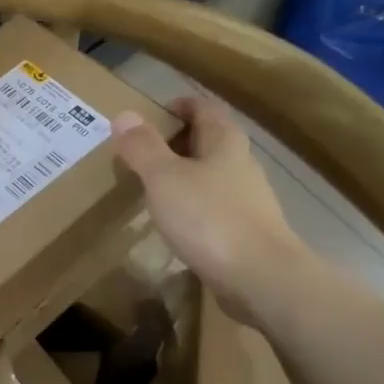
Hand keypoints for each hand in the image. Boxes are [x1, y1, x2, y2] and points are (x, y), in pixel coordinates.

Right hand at [111, 94, 313, 319]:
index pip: (203, 108)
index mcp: (225, 142)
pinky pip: (214, 206)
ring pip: (213, 175)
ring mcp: (247, 200)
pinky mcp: (246, 231)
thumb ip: (143, 147)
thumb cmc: (209, 218)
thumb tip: (124, 115)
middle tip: (143, 151)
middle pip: (210, 140)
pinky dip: (193, 205)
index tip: (153, 113)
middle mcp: (241, 164)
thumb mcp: (164, 178)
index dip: (180, 105)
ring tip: (154, 186)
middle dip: (179, 141)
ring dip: (186, 174)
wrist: (259, 277)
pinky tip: (176, 221)